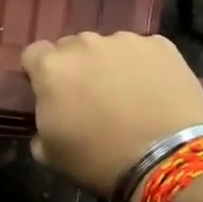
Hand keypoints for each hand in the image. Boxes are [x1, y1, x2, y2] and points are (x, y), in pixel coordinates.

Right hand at [22, 32, 202, 201]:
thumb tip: (49, 116)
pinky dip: (144, 65)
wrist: (168, 161)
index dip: (39, 73)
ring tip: (128, 95)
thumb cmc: (100, 161)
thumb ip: (40, 125)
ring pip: (109, 47)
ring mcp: (125, 40)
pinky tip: (154, 91)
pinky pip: (144, 51)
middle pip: (72, 47)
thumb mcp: (51, 155)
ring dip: (110, 64)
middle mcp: (85, 43)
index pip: (34, 55)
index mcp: (52, 67)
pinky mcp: (161, 45)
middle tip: (91, 98)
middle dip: (77, 68)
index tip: (51, 94)